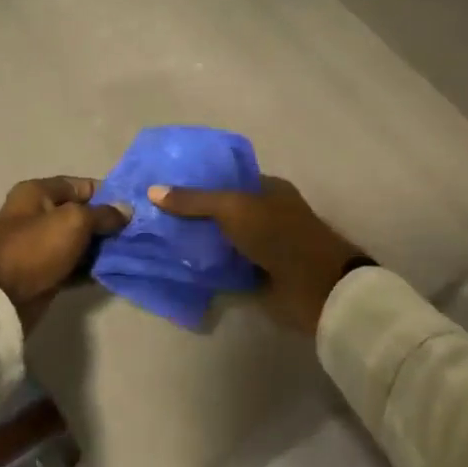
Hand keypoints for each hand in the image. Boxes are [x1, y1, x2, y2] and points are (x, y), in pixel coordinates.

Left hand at [0, 177, 129, 332]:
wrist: (4, 297)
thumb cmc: (37, 248)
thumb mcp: (74, 221)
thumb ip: (102, 213)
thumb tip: (126, 210)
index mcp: (37, 192)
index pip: (80, 185)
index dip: (108, 194)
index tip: (134, 207)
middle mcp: (37, 214)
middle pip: (81, 213)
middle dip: (108, 222)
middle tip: (137, 232)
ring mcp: (40, 245)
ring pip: (79, 241)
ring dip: (102, 247)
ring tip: (132, 251)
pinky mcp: (45, 271)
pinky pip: (74, 264)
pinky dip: (91, 267)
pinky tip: (115, 271)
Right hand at [147, 178, 364, 335]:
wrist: (314, 287)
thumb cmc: (278, 234)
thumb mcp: (233, 208)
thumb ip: (194, 201)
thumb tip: (152, 191)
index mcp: (268, 189)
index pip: (227, 180)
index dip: (198, 182)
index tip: (165, 187)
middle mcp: (265, 215)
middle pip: (221, 211)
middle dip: (192, 215)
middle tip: (153, 216)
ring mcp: (261, 247)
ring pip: (221, 241)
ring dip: (197, 243)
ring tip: (156, 240)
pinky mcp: (257, 276)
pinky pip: (224, 267)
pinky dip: (206, 268)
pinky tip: (176, 265)